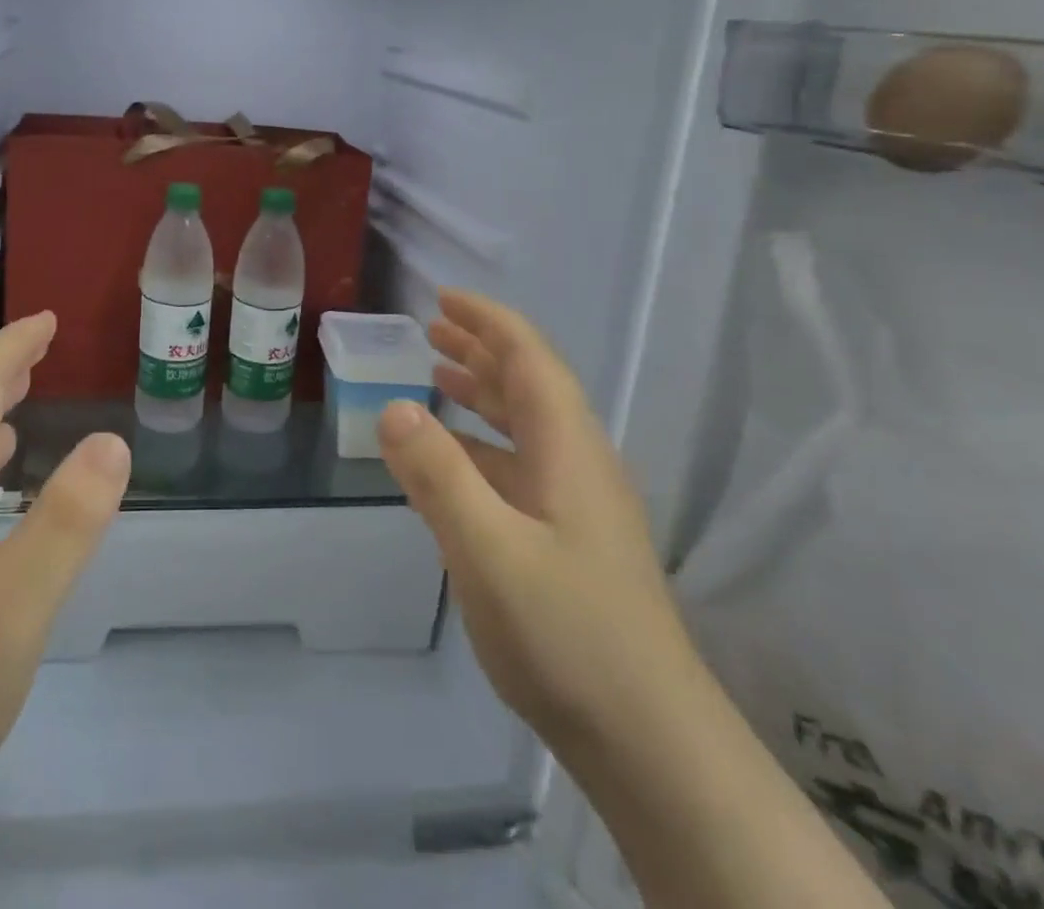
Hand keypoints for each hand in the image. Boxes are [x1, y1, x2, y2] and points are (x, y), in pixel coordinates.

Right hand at [376, 290, 697, 756]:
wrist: (650, 744)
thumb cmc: (569, 635)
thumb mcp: (489, 552)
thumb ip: (439, 476)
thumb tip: (393, 406)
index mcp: (568, 451)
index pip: (530, 361)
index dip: (489, 323)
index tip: (444, 299)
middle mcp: (577, 466)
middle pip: (530, 386)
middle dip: (483, 350)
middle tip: (433, 329)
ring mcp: (577, 507)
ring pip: (526, 428)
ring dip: (484, 394)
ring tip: (439, 375)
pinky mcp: (569, 543)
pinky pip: (519, 468)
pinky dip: (483, 445)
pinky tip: (455, 461)